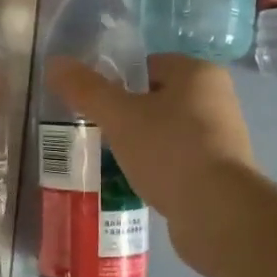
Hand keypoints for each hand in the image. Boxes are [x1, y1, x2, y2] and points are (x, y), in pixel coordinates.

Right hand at [45, 54, 257, 271]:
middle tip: (98, 133)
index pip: (149, 64)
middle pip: (158, 98)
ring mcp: (222, 138)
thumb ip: (86, 89)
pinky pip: (178, 160)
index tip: (95, 105)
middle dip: (127, 115)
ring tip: (113, 160)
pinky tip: (137, 183)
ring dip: (142, 144)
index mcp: (198, 73)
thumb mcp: (119, 116)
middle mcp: (217, 98)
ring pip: (167, 131)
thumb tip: (54, 62)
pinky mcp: (220, 172)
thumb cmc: (169, 150)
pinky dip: (158, 168)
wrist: (217, 213)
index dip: (118, 81)